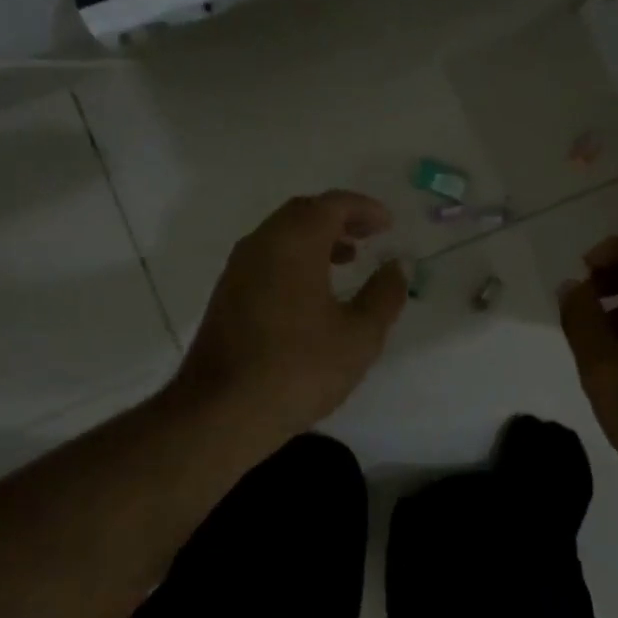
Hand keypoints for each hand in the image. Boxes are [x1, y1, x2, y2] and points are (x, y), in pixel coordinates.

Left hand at [170, 191, 406, 446]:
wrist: (221, 413)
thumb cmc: (298, 368)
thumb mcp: (358, 335)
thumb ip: (384, 294)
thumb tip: (397, 266)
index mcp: (294, 242)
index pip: (332, 204)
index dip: (364, 208)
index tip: (388, 224)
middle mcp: (261, 244)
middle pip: (303, 212)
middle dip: (339, 218)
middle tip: (369, 235)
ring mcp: (238, 269)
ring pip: (282, 235)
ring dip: (316, 238)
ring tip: (347, 260)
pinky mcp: (226, 295)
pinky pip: (267, 257)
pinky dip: (295, 258)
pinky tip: (312, 292)